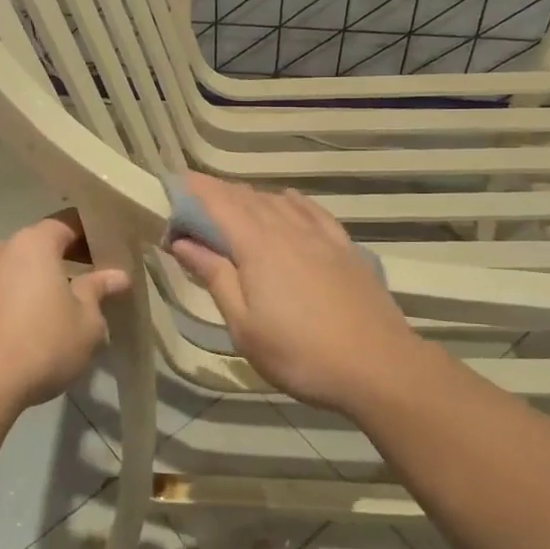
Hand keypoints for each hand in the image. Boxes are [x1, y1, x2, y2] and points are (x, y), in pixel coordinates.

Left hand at [0, 218, 130, 419]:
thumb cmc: (41, 344)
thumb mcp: (86, 321)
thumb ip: (98, 291)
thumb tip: (116, 275)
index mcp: (33, 244)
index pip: (67, 222)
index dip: (91, 233)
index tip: (109, 249)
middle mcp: (1, 252)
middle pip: (39, 245)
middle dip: (64, 258)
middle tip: (90, 279)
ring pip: (16, 271)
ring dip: (37, 283)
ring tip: (60, 308)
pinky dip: (15, 304)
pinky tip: (28, 331)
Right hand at [166, 175, 422, 411]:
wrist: (378, 365)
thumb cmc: (299, 353)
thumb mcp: (244, 325)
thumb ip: (214, 276)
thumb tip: (182, 242)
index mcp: (257, 246)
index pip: (218, 203)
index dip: (193, 189)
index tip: (171, 183)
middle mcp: (288, 228)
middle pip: (247, 198)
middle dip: (217, 194)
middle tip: (193, 202)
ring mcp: (320, 235)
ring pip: (278, 201)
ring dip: (250, 197)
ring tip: (232, 205)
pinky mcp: (345, 247)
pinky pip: (311, 210)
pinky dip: (290, 201)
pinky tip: (287, 201)